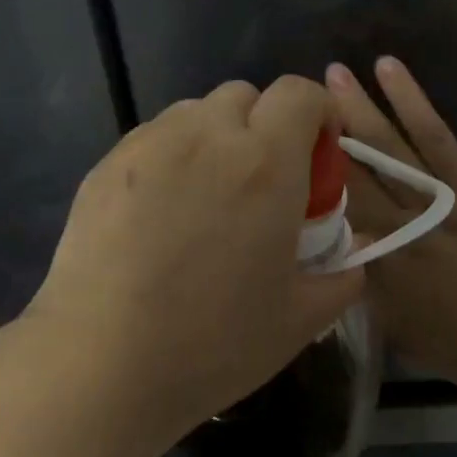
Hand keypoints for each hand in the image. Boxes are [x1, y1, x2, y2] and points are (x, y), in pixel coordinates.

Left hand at [26, 76, 365, 437]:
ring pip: (196, 113)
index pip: (299, 93)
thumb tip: (355, 255)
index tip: (319, 153)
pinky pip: (154, 139)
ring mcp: (150, 144)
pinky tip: (160, 214)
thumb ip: (342, 276)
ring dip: (216, 137)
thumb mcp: (299, 319)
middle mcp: (208, 135)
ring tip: (207, 197)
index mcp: (266, 162)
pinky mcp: (107, 164)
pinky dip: (172, 156)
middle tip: (262, 183)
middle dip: (264, 125)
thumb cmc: (213, 342)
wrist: (101, 363)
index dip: (317, 112)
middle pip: (246, 96)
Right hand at [326, 58, 456, 398]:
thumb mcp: (396, 325)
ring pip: (435, 140)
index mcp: (396, 242)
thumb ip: (365, 282)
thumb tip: (338, 247)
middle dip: (356, 110)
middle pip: (386, 152)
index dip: (330, 149)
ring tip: (387, 62)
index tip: (309, 117)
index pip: (353, 186)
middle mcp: (428, 210)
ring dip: (411, 99)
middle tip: (334, 72)